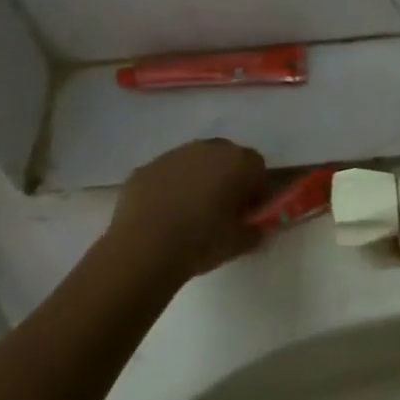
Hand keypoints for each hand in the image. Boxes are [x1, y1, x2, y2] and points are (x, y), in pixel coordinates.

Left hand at [99, 138, 268, 285]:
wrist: (143, 251)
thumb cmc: (200, 243)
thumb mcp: (240, 243)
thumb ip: (256, 230)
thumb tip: (257, 228)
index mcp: (236, 162)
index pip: (257, 167)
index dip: (255, 189)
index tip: (248, 212)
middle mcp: (207, 149)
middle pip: (225, 157)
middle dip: (227, 177)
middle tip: (221, 209)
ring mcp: (172, 155)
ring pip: (193, 162)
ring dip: (197, 179)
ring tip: (189, 213)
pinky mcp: (144, 168)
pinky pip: (166, 174)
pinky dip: (169, 188)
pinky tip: (162, 214)